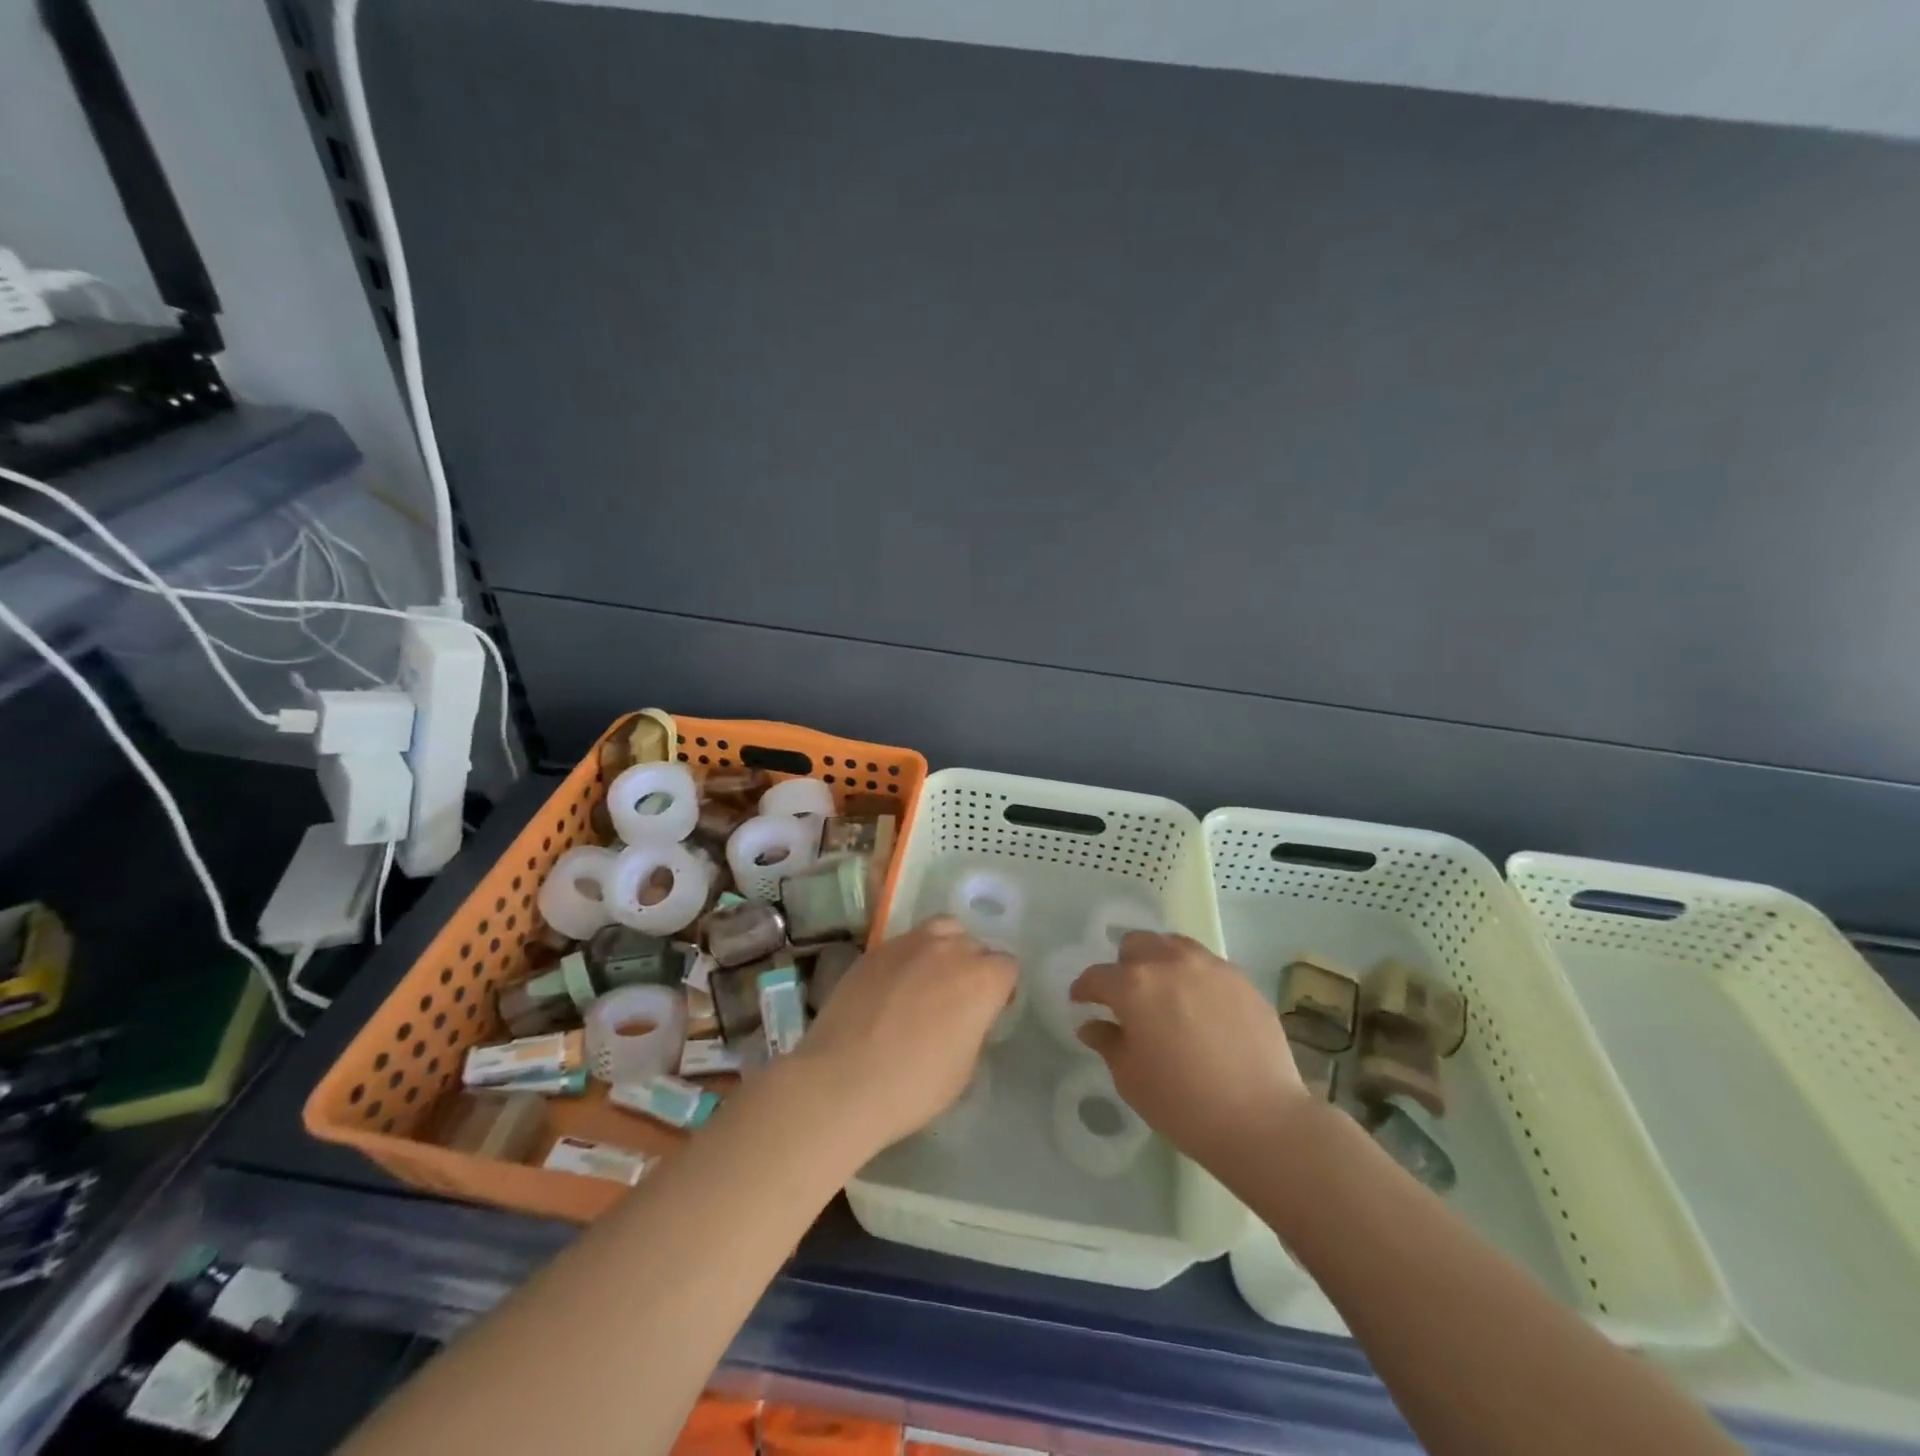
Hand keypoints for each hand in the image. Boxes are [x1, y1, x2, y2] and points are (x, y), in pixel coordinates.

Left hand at [792, 916, 1017, 1152]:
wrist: (842, 1081)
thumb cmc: (914, 1085)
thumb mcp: (965, 1067)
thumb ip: (975, 1027)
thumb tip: (967, 1015)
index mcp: (981, 979)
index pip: (1007, 967)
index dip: (1001, 990)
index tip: (989, 1012)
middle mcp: (950, 949)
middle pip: (974, 944)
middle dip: (973, 967)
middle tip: (957, 1000)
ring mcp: (908, 943)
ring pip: (940, 931)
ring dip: (943, 950)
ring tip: (928, 981)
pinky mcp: (875, 950)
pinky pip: (904, 943)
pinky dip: (909, 958)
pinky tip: (894, 988)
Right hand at [1071, 933, 1309, 1172]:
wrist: (1262, 1120)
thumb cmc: (1183, 1104)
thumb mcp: (1130, 1078)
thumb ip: (1107, 1042)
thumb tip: (1092, 1025)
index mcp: (1134, 985)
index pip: (1097, 976)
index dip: (1084, 989)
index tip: (1082, 1002)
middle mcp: (1169, 962)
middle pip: (1136, 944)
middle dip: (1124, 966)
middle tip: (1127, 997)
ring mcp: (1209, 966)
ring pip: (1173, 945)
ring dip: (1160, 961)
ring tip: (1165, 993)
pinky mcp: (1241, 979)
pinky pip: (1207, 964)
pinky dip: (1193, 976)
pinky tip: (1200, 1007)